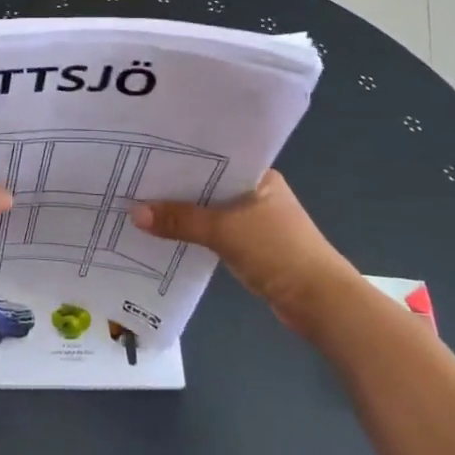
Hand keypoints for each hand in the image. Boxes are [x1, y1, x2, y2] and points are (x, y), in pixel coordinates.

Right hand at [131, 171, 357, 332]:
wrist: (321, 302)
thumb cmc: (278, 251)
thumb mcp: (225, 230)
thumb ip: (181, 220)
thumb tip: (134, 212)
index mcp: (258, 175)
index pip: (214, 156)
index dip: (181, 155)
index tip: (145, 152)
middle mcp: (256, 192)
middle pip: (208, 184)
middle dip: (176, 186)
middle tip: (133, 178)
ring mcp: (255, 221)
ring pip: (210, 210)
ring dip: (184, 212)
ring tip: (141, 204)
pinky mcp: (252, 247)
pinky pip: (214, 232)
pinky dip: (194, 233)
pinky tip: (166, 234)